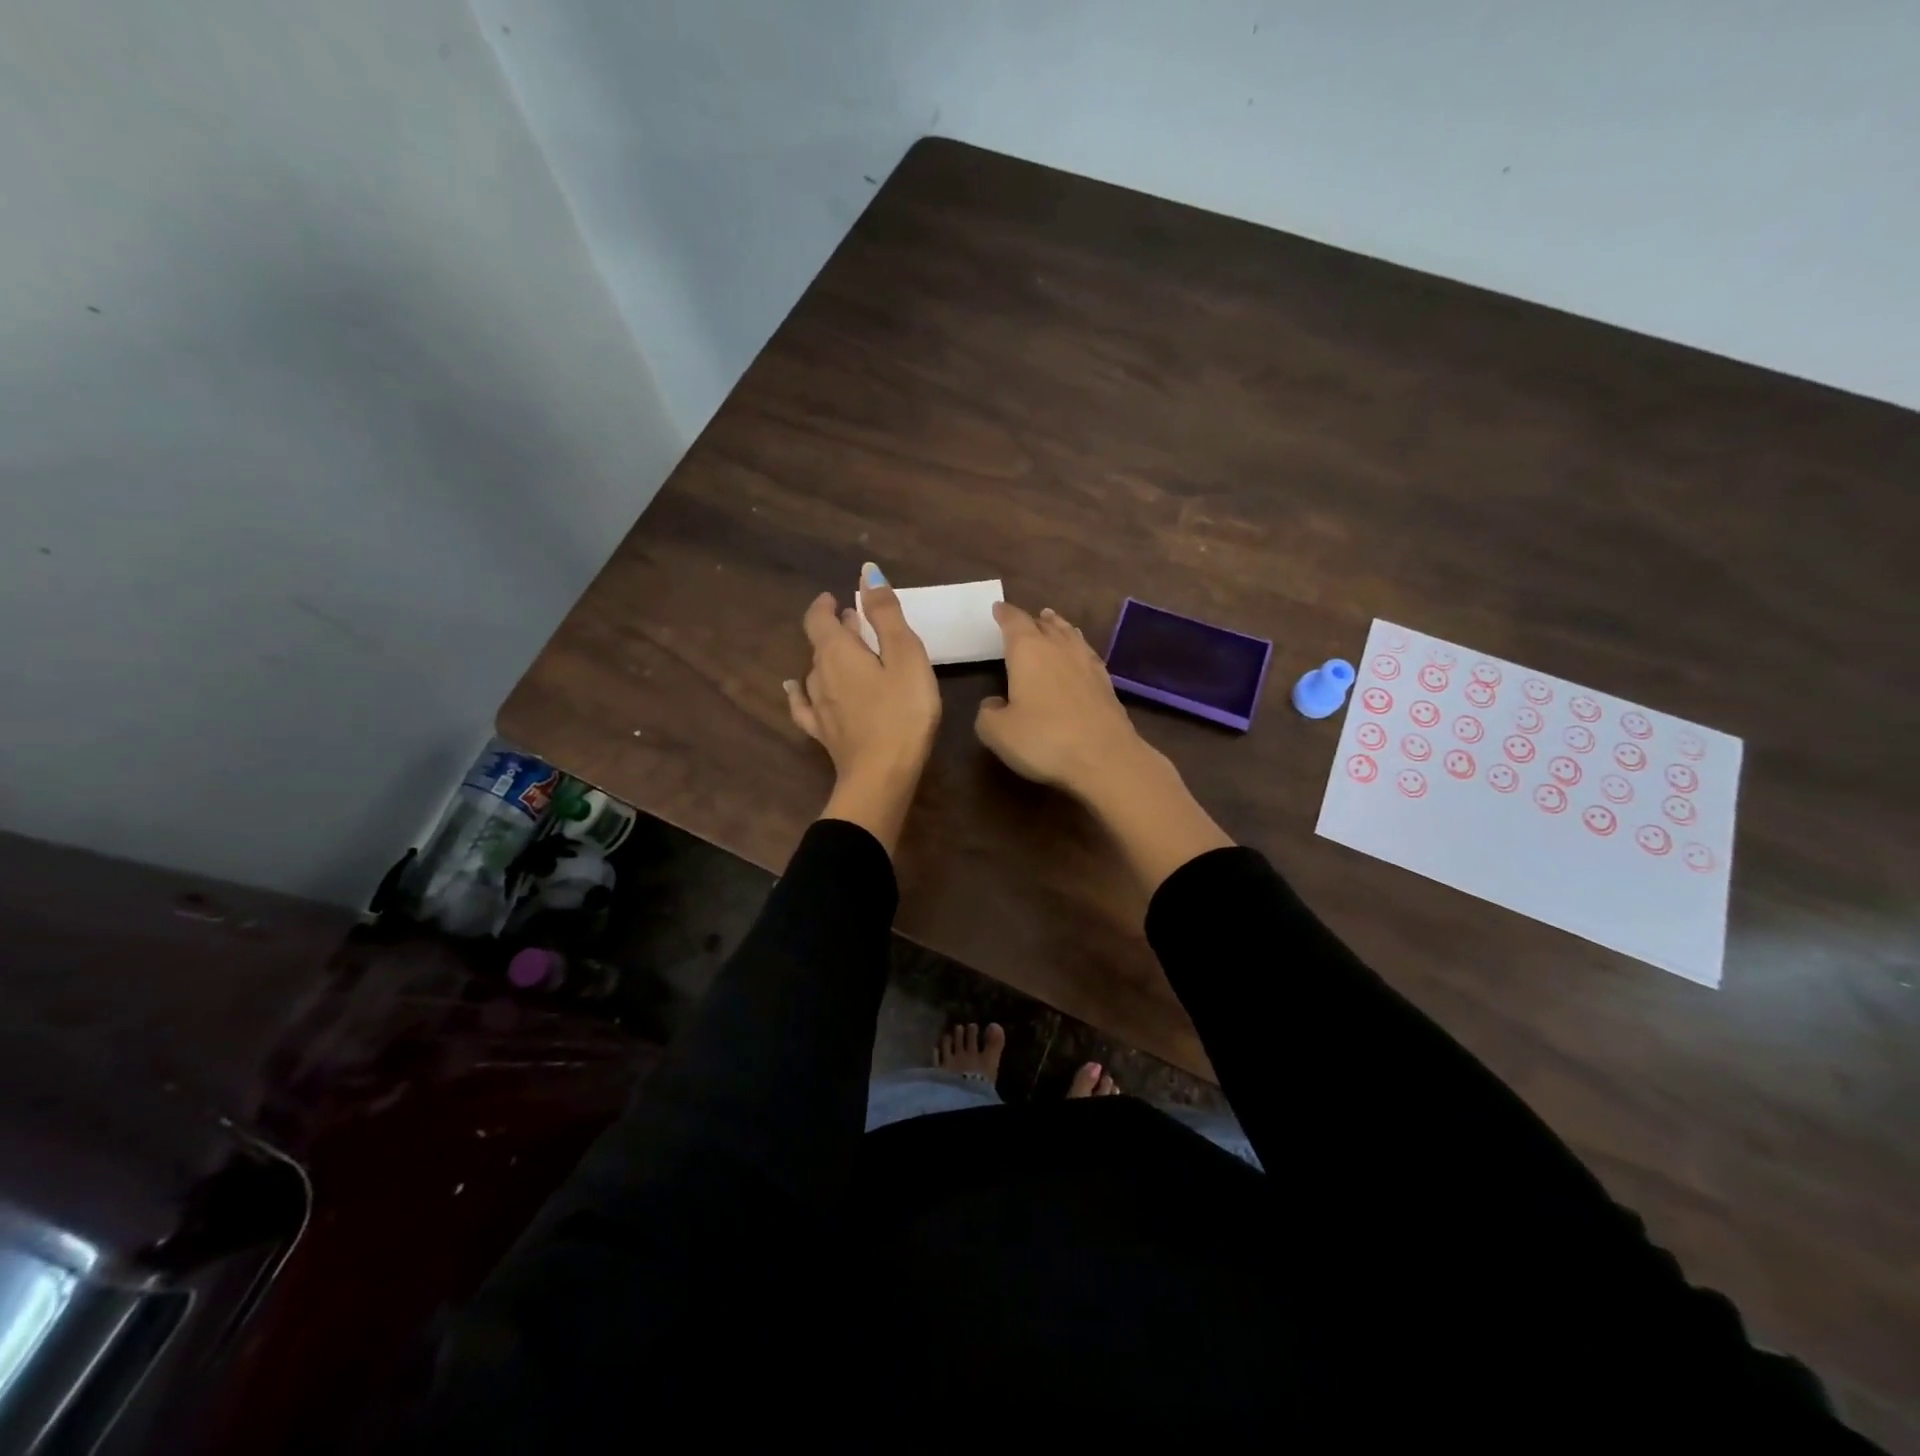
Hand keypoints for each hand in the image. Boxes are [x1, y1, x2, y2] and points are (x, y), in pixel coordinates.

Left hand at [786, 563, 940, 853]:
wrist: (882, 776)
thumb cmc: (902, 711)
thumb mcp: (904, 655)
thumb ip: (885, 613)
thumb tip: (866, 573)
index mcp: (838, 651)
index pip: (819, 619)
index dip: (825, 605)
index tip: (836, 598)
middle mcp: (819, 674)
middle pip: (821, 644)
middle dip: (837, 629)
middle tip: (858, 623)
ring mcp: (818, 706)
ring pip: (816, 672)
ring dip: (830, 658)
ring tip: (848, 655)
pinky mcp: (823, 733)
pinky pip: (803, 705)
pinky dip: (799, 691)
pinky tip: (793, 689)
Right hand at [974, 602, 1153, 801]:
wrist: (1105, 758)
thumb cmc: (1044, 739)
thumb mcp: (998, 732)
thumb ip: (988, 713)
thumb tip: (994, 703)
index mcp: (1028, 651)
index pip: (1014, 622)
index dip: (1004, 614)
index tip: (998, 608)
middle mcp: (1059, 648)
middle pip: (1044, 624)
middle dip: (1031, 620)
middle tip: (1023, 619)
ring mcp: (1087, 664)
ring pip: (1070, 635)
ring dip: (1058, 627)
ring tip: (1052, 622)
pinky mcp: (1106, 683)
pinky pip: (1087, 654)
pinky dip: (1078, 648)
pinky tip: (1079, 656)